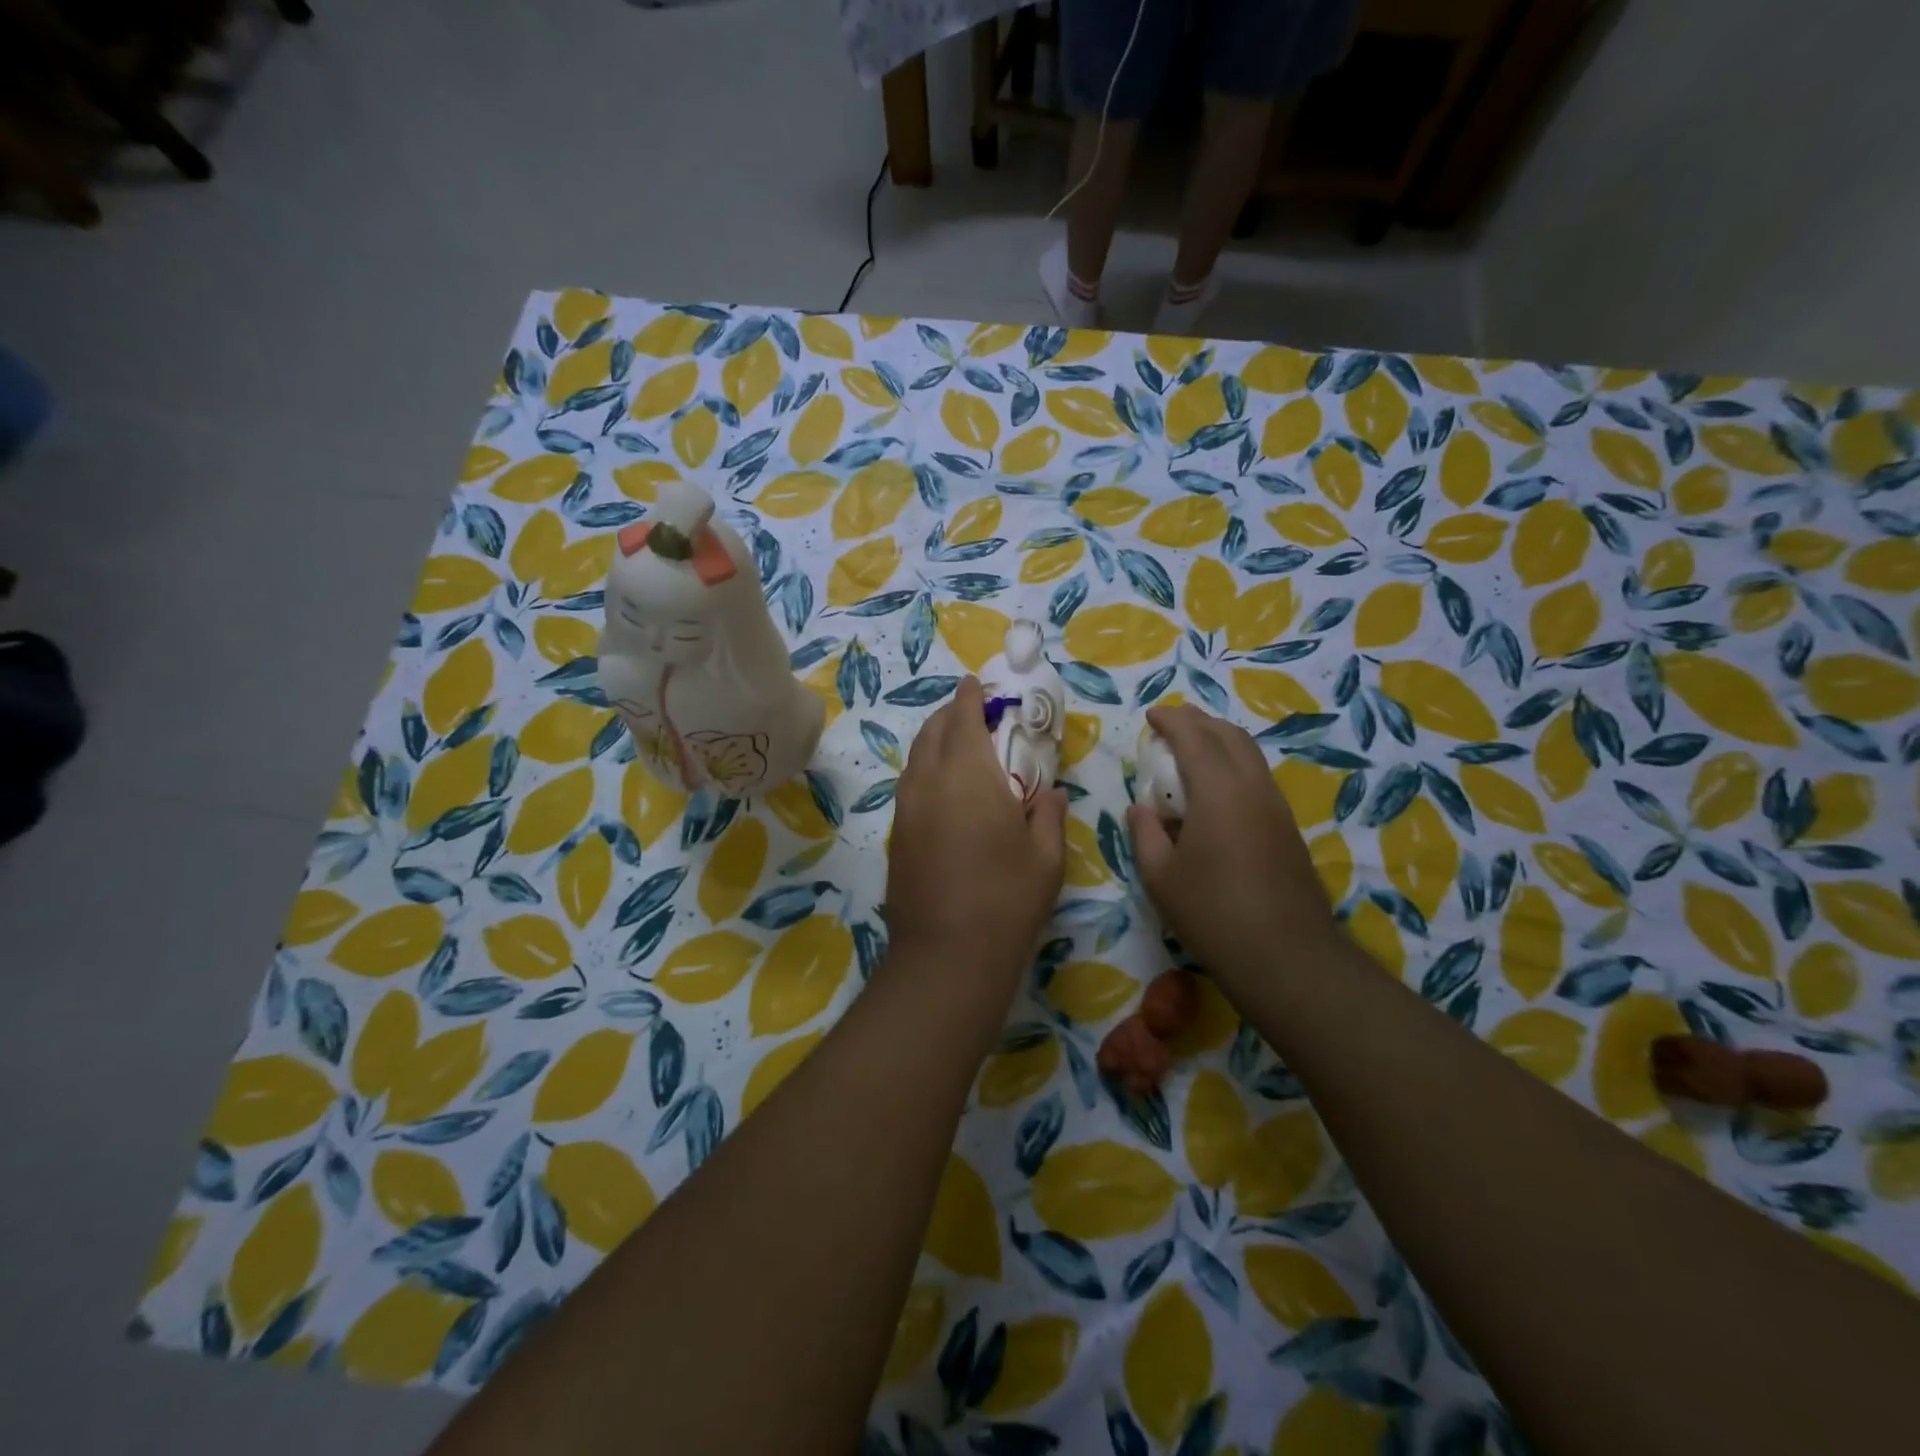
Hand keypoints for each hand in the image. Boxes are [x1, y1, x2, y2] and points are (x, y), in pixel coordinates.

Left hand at [885, 677, 1066, 1039]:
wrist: (946, 955)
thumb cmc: (1007, 899)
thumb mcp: (1046, 856)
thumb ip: (1048, 813)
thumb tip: (1048, 792)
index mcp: (969, 774)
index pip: (963, 717)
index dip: (970, 696)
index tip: (977, 684)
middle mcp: (929, 781)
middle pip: (933, 731)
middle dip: (952, 714)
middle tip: (975, 714)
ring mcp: (906, 808)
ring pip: (916, 757)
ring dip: (936, 741)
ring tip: (960, 747)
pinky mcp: (896, 834)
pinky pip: (910, 784)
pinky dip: (926, 771)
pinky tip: (945, 790)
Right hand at [1127, 704, 1335, 993]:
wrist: (1285, 955)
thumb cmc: (1212, 913)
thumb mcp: (1160, 876)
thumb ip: (1146, 833)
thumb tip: (1141, 808)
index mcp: (1218, 791)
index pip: (1194, 736)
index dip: (1170, 720)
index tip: (1150, 716)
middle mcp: (1252, 787)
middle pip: (1229, 735)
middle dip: (1198, 721)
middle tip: (1171, 724)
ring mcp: (1276, 806)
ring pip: (1249, 754)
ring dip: (1219, 741)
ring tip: (1192, 750)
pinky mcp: (1287, 827)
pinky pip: (1257, 777)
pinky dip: (1233, 765)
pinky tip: (1216, 790)